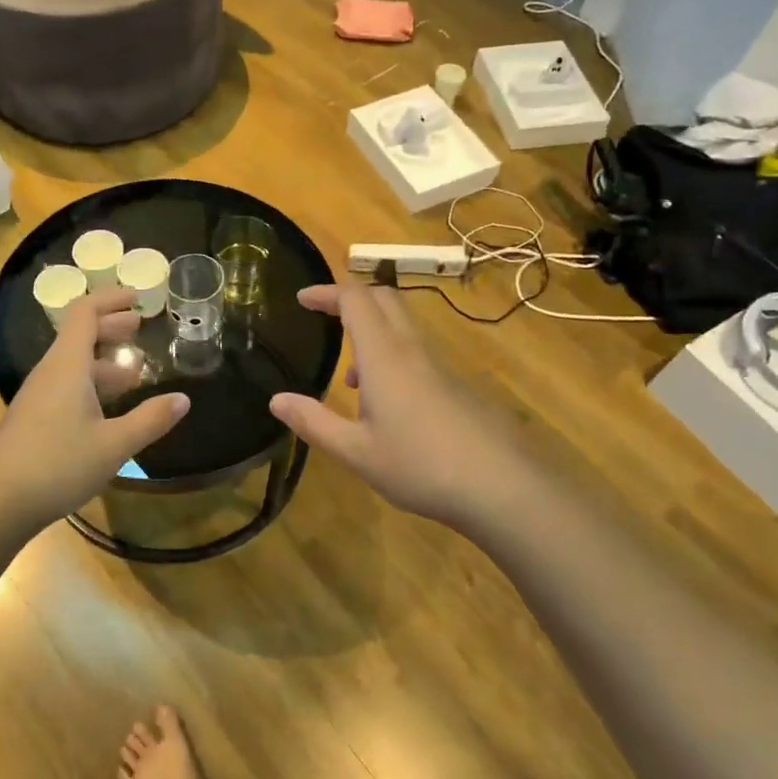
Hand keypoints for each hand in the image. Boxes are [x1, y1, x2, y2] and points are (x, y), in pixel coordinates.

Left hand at [0, 286, 190, 532]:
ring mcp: (37, 397)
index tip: (138, 298)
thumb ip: (150, 420)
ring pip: (73, 365)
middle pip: (79, 335)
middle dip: (111, 328)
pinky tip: (107, 411)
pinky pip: (65, 386)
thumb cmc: (57, 465)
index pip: (85, 313)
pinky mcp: (32, 419)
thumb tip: (183, 399)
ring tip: (133, 376)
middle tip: (140, 329)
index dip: (111, 299)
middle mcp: (49, 373)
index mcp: (67, 366)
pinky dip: (90, 385)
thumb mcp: (113, 445)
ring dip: (103, 362)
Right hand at [269, 282, 521, 529]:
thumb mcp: (356, 451)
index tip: (302, 298)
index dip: (327, 292)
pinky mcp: (457, 385)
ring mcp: (440, 366)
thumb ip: (313, 422)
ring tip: (350, 377)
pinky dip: (392, 356)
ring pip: (402, 326)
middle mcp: (412, 350)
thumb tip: (276, 400)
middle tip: (324, 316)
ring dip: (372, 331)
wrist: (502, 486)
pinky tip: (387, 405)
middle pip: (384, 298)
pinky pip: (417, 352)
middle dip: (352, 299)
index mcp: (384, 356)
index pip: (355, 300)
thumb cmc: (420, 466)